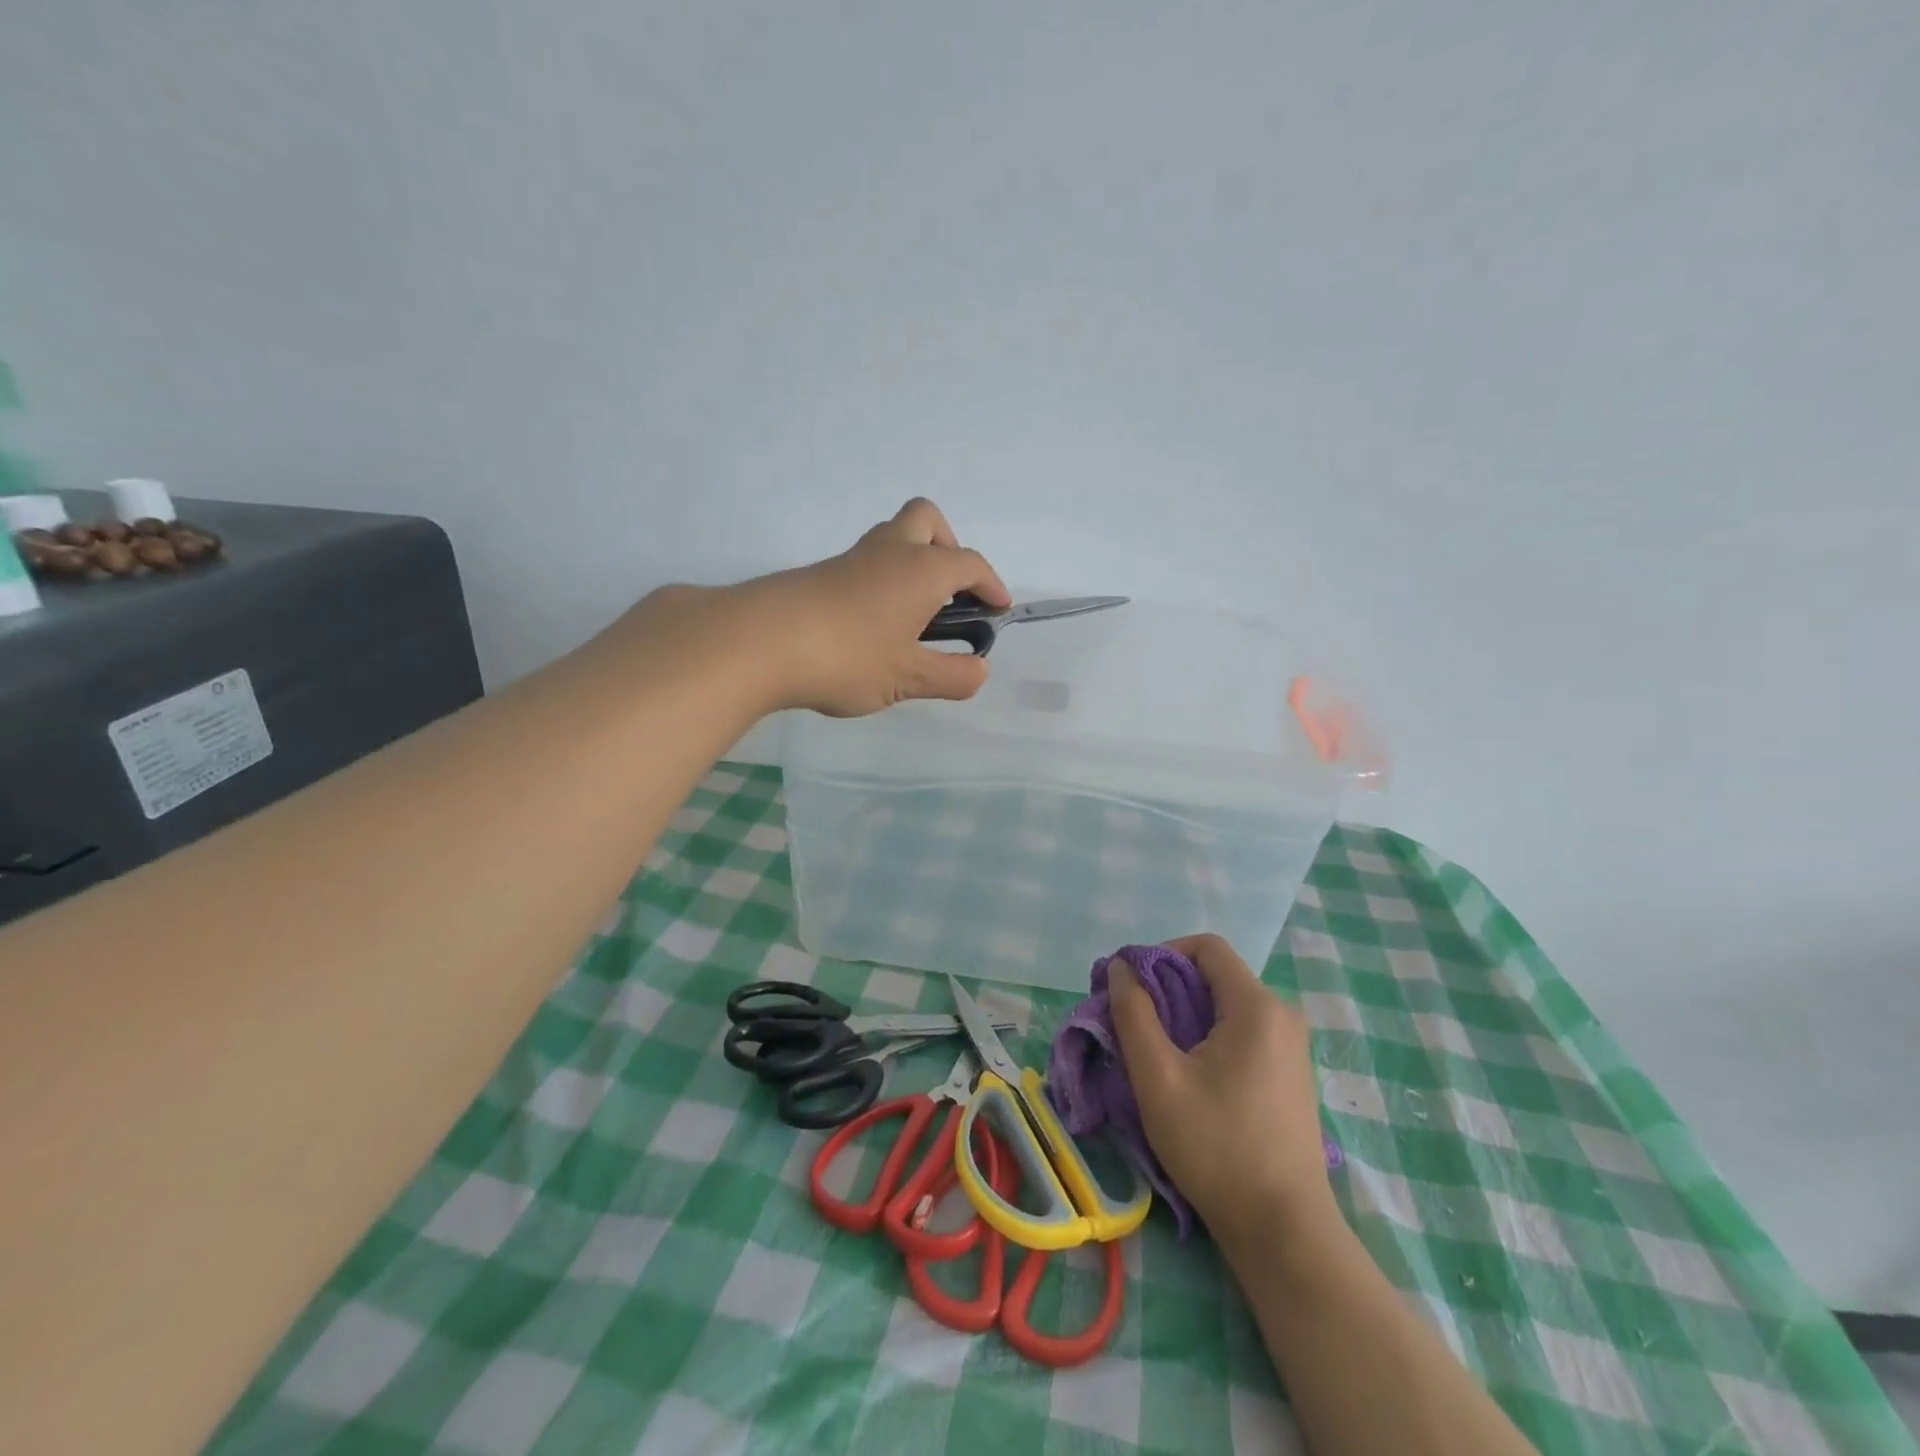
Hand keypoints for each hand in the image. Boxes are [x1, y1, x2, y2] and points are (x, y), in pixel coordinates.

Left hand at [742, 498, 1010, 716]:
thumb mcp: (908, 677)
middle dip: (948, 547)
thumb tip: (978, 671)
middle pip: (926, 521)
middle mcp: (890, 551)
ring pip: (891, 538)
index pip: (969, 564)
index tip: (999, 609)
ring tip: (911, 617)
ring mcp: (851, 559)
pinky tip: (870, 627)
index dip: (991, 585)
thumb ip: (951, 675)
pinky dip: (880, 582)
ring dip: (911, 563)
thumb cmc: (850, 656)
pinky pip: (864, 564)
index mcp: (922, 569)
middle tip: (948, 594)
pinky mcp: (820, 574)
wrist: (760, 642)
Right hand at [1110, 933, 1337, 1248]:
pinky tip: (1189, 1075)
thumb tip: (1121, 967)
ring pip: (1226, 1005)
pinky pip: (1242, 1031)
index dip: (1161, 953)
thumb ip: (1133, 1013)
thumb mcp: (1158, 1078)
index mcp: (1256, 1006)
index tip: (1130, 986)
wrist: (1284, 1231)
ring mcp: (1292, 1046)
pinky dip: (1208, 1036)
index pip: (1205, 947)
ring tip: (1155, 1052)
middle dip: (1167, 987)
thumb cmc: (1217, 1148)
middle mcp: (1282, 1015)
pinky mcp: (1291, 1073)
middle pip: (1215, 975)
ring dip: (1185, 1014)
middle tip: (1132, 1021)